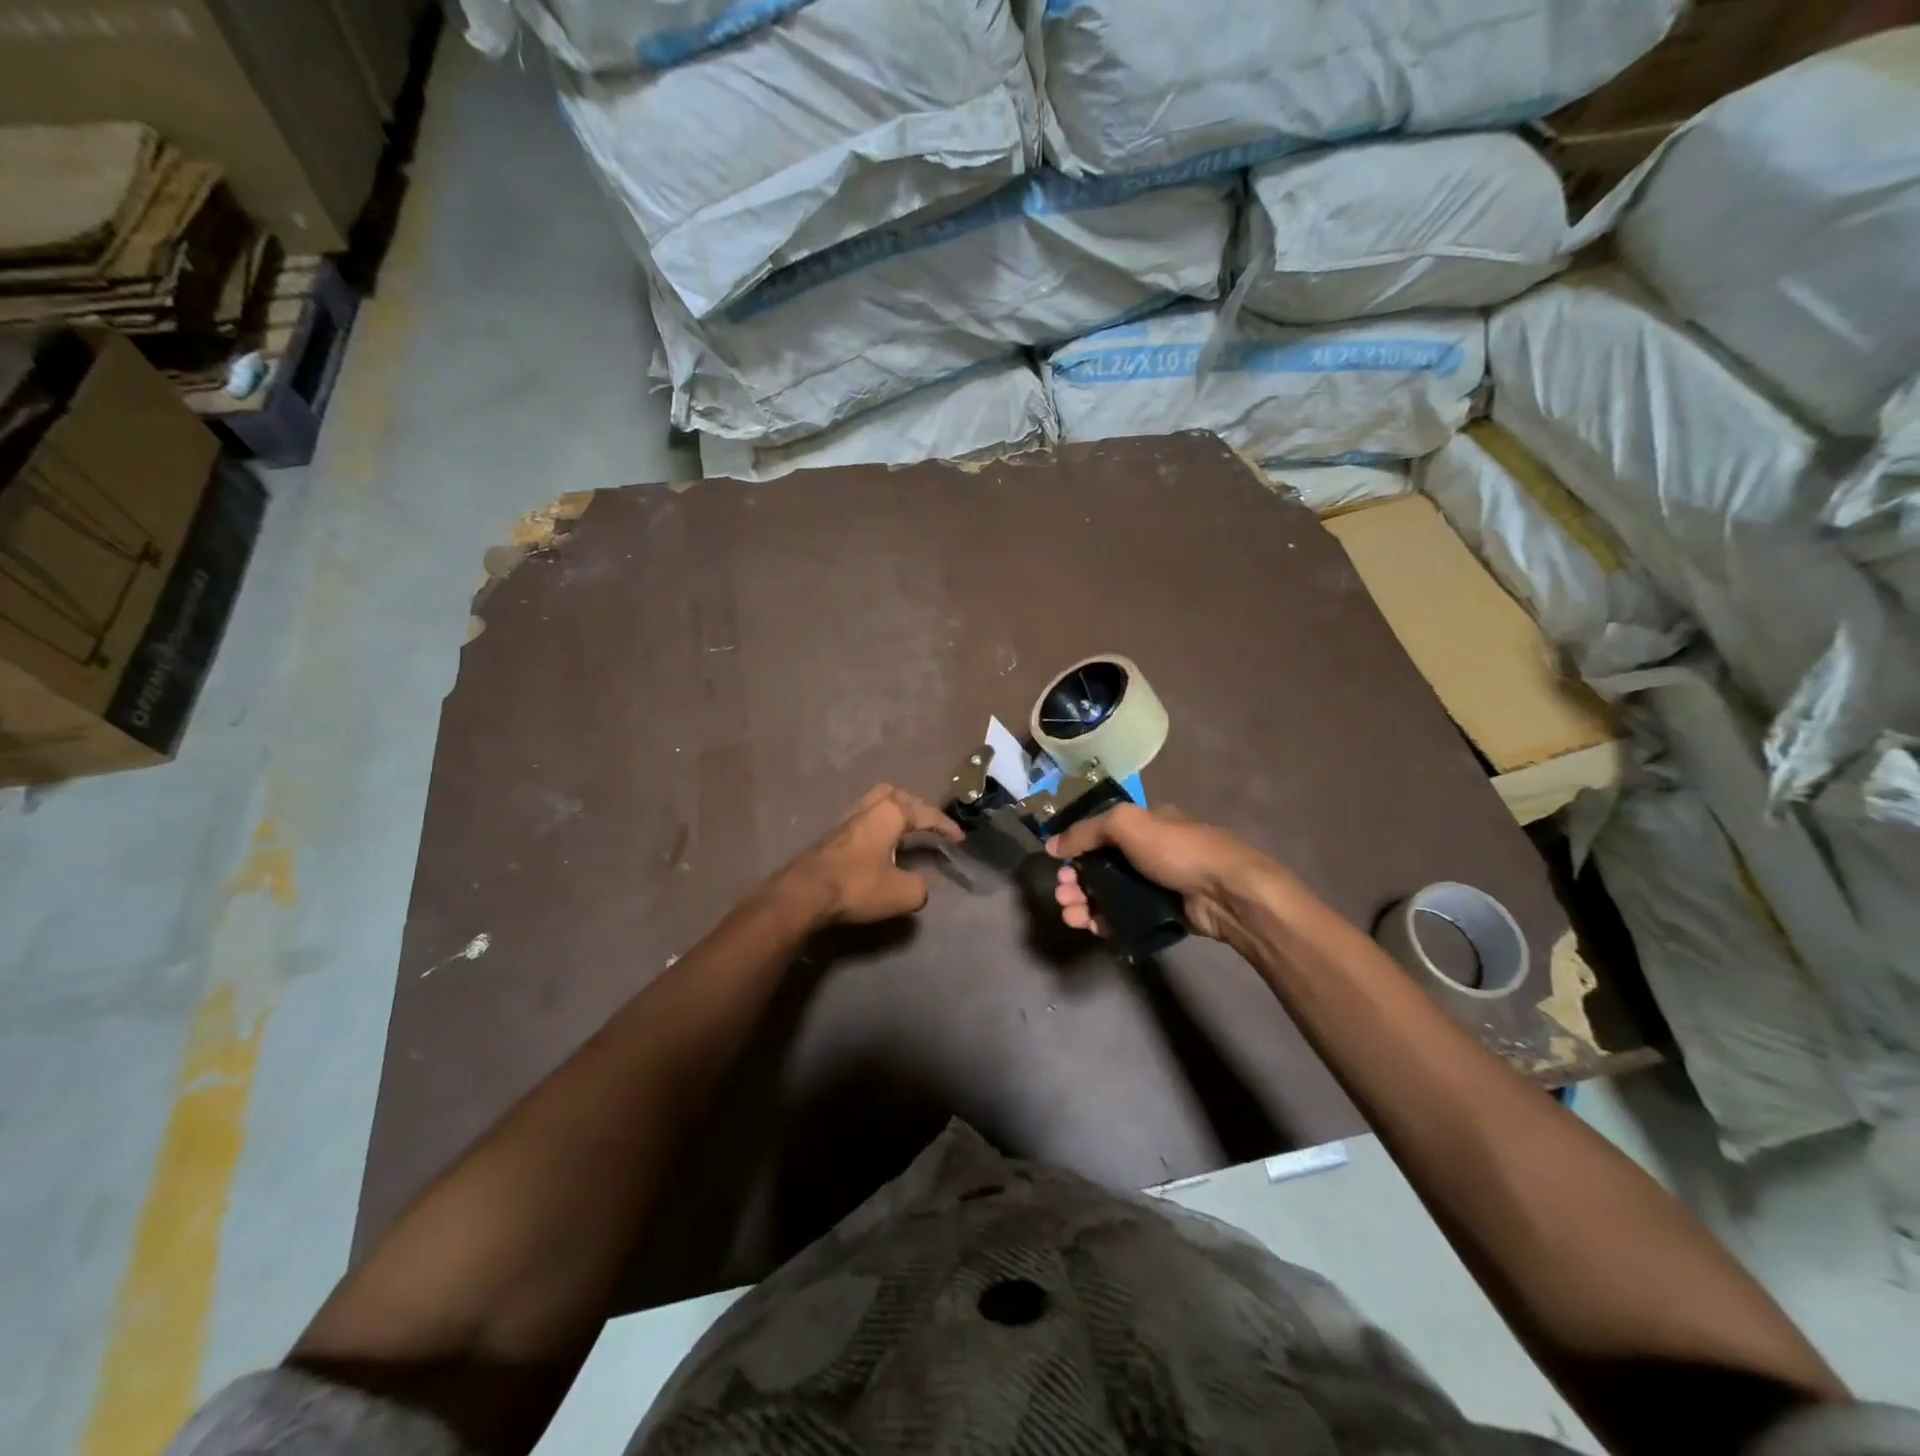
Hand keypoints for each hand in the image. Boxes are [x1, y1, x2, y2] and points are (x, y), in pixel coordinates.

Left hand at [781, 784, 961, 925]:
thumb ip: (919, 886)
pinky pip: (862, 821)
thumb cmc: (858, 886)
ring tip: (904, 833)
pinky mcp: (830, 837)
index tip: (959, 839)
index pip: (926, 814)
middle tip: (927, 824)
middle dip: (916, 806)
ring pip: (874, 804)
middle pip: (895, 794)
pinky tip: (879, 847)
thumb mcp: (903, 893)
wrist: (804, 893)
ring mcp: (845, 820)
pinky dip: (877, 828)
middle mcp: (867, 808)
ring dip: (893, 815)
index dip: (946, 826)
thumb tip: (916, 885)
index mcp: (890, 813)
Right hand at [1047, 804, 1284, 944]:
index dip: (1076, 850)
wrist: (1228, 892)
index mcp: (1144, 825)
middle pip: (1100, 867)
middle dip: (1076, 882)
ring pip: (1109, 894)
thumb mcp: (1127, 824)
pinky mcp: (1162, 914)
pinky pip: (1125, 917)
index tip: (1061, 867)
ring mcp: (1156, 885)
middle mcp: (1148, 852)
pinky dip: (1105, 922)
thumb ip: (1086, 832)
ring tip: (1072, 916)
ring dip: (1085, 903)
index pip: (1099, 834)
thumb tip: (1052, 845)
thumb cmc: (1178, 850)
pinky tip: (1092, 928)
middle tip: (1063, 896)